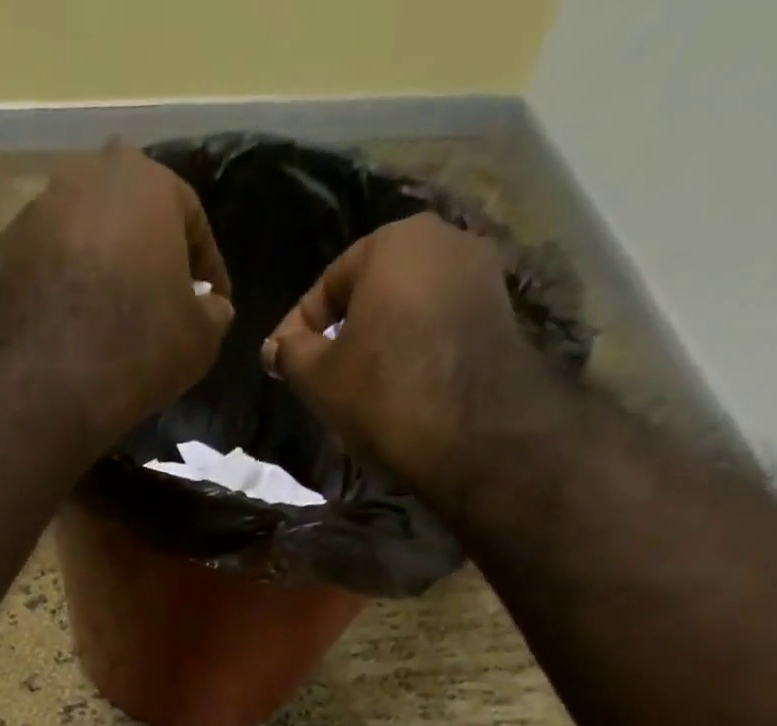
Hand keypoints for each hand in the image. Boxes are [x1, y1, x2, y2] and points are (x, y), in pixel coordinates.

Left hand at [0, 141, 234, 440]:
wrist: (45, 383)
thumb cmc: (137, 346)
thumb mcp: (200, 338)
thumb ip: (213, 312)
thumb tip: (210, 308)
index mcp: (143, 180)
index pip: (191, 221)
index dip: (207, 270)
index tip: (212, 308)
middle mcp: (82, 179)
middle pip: (129, 222)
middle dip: (148, 261)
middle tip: (159, 309)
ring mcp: (33, 216)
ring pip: (83, 243)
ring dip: (101, 275)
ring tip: (111, 325)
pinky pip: (46, 274)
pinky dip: (62, 296)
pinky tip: (71, 336)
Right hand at [261, 215, 551, 493]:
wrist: (475, 434)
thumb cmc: (384, 391)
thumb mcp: (318, 377)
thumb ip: (290, 353)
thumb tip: (275, 347)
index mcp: (394, 241)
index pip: (327, 284)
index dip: (296, 329)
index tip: (279, 366)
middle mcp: (445, 240)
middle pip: (372, 291)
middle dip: (342, 331)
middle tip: (318, 375)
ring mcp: (481, 274)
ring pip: (407, 309)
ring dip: (379, 342)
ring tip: (357, 386)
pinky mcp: (501, 313)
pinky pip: (438, 326)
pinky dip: (413, 350)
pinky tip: (398, 387)